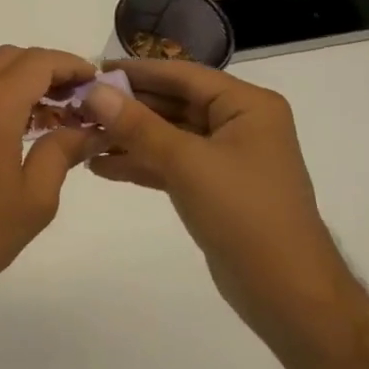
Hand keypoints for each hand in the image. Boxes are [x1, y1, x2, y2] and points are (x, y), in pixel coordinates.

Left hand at [0, 47, 104, 300]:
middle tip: (69, 97)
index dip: (68, 64)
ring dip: (9, 71)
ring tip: (33, 106)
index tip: (91, 79)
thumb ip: (61, 152)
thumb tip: (86, 129)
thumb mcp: (36, 199)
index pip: (35, 63)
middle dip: (42, 67)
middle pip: (6, 57)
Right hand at [82, 60, 360, 350]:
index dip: (135, 72)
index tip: (91, 70)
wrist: (290, 298)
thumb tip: (93, 91)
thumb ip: (137, 125)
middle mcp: (239, 122)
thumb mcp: (187, 163)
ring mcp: (226, 156)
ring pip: (168, 133)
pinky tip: (100, 166)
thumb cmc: (245, 216)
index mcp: (246, 105)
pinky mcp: (214, 187)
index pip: (181, 75)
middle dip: (126, 107)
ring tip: (81, 136)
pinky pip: (171, 162)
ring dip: (127, 136)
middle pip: (172, 102)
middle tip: (78, 106)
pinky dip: (140, 163)